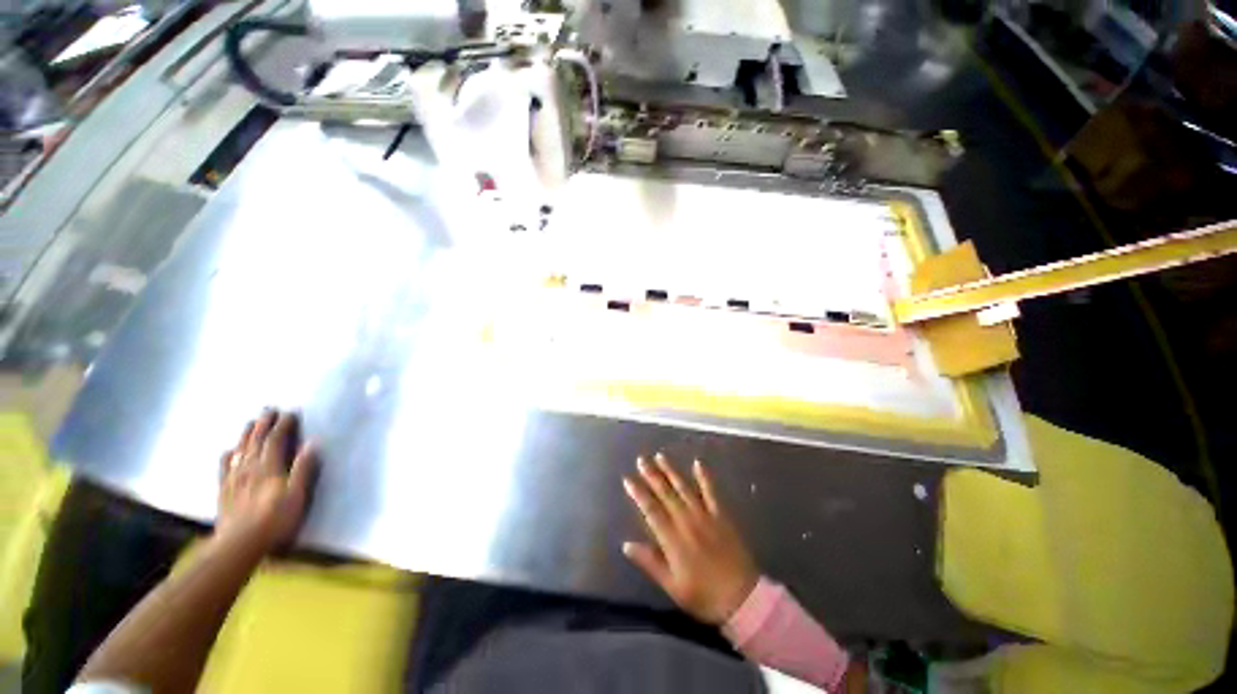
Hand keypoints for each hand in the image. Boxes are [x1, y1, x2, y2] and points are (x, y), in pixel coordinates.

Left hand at [216, 409, 317, 554]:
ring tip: (251, 423)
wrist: (239, 543)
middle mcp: (250, 468)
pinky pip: (225, 467)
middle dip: (263, 424)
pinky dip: (228, 456)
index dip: (283, 425)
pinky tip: (229, 451)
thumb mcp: (297, 495)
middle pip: (256, 441)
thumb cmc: (275, 519)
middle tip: (268, 409)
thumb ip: (303, 469)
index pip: (276, 440)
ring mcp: (234, 479)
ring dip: (246, 435)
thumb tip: (311, 443)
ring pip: (240, 450)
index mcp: (269, 467)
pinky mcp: (225, 490)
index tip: (290, 413)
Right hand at [623, 454, 758, 624]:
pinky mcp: (721, 515)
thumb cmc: (703, 595)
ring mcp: (705, 515)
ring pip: (684, 488)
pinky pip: (711, 491)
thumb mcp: (672, 585)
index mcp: (672, 539)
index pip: (651, 510)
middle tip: (641, 459)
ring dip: (671, 471)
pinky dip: (704, 476)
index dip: (638, 493)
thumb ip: (650, 562)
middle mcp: (686, 521)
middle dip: (651, 475)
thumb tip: (626, 545)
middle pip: (665, 493)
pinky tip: (698, 463)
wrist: (742, 598)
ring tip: (660, 456)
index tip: (628, 479)